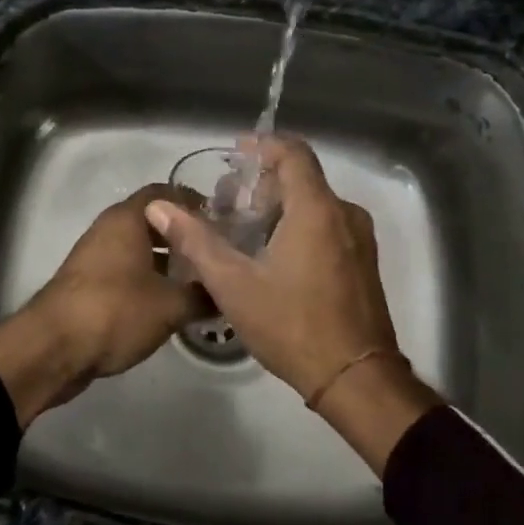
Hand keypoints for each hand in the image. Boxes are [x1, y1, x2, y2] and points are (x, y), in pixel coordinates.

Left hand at [0, 184, 200, 427]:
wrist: (53, 348)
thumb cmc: (115, 311)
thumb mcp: (170, 306)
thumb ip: (202, 295)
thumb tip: (227, 292)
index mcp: (126, 219)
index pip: (164, 193)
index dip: (193, 202)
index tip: (220, 219)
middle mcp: (108, 229)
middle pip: (151, 221)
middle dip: (181, 234)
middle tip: (214, 251)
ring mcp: (94, 257)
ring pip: (137, 248)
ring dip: (164, 259)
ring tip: (198, 279)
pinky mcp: (87, 284)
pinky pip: (125, 271)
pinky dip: (147, 278)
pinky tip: (168, 302)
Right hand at [145, 135, 394, 399]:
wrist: (355, 379)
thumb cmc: (292, 325)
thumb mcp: (233, 285)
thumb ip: (196, 240)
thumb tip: (159, 207)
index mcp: (317, 210)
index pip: (294, 153)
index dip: (263, 145)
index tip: (235, 154)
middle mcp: (344, 214)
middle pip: (303, 178)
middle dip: (263, 181)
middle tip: (228, 201)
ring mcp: (359, 239)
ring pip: (316, 204)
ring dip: (280, 205)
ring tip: (243, 229)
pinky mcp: (363, 262)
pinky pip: (329, 225)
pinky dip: (299, 225)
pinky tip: (273, 253)